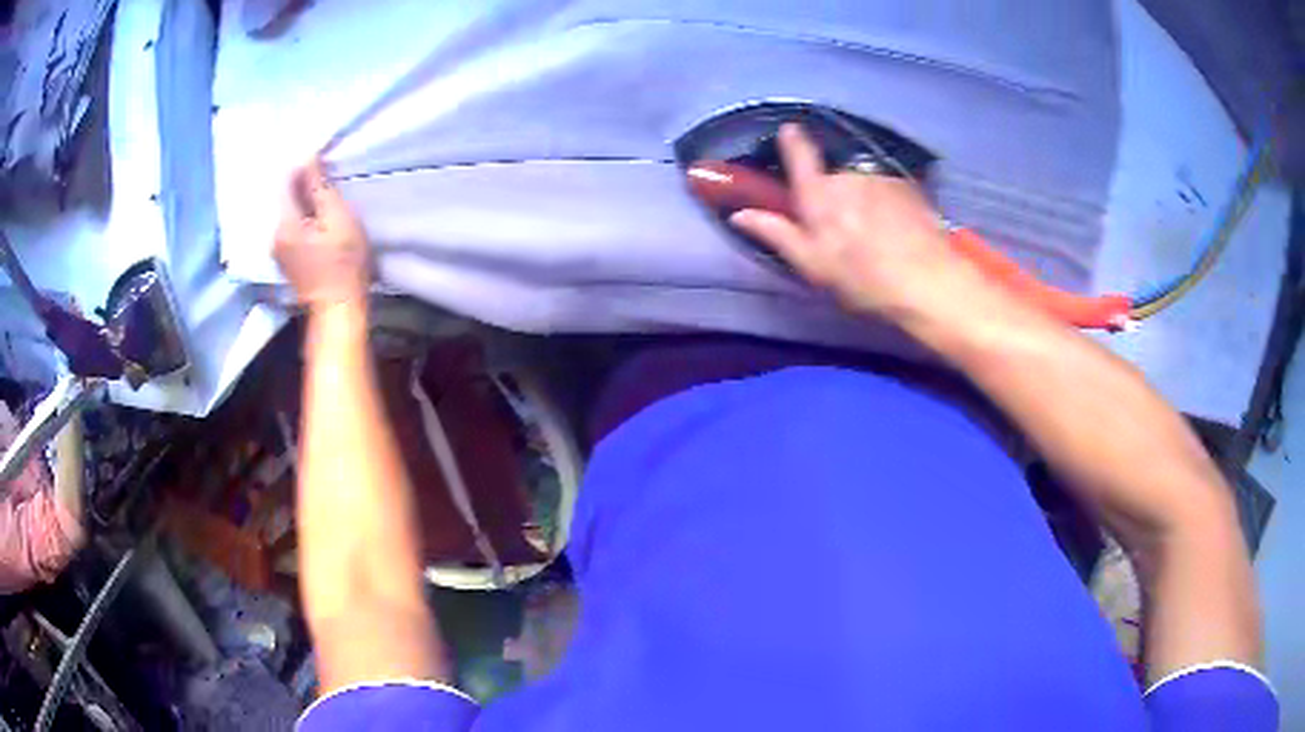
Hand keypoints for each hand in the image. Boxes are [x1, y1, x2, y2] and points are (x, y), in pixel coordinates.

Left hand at [274, 159, 371, 309]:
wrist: (339, 310)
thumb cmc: (343, 263)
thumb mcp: (337, 218)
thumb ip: (320, 187)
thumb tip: (308, 157)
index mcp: (284, 223)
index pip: (286, 180)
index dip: (304, 167)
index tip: (324, 164)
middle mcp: (274, 235)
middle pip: (285, 198)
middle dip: (304, 186)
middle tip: (328, 183)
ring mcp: (278, 251)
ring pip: (289, 214)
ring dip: (304, 204)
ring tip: (325, 203)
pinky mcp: (286, 261)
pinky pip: (291, 229)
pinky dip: (303, 220)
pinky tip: (318, 224)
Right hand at [729, 125, 980, 322]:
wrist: (928, 281)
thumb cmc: (863, 278)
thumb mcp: (812, 265)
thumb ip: (776, 234)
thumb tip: (739, 214)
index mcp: (818, 194)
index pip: (799, 153)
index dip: (792, 140)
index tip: (789, 131)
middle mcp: (848, 176)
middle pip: (833, 176)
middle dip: (833, 194)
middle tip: (842, 230)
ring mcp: (881, 178)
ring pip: (862, 184)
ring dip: (862, 201)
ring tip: (875, 236)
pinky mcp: (909, 187)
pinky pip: (887, 190)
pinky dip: (887, 204)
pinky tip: (896, 231)